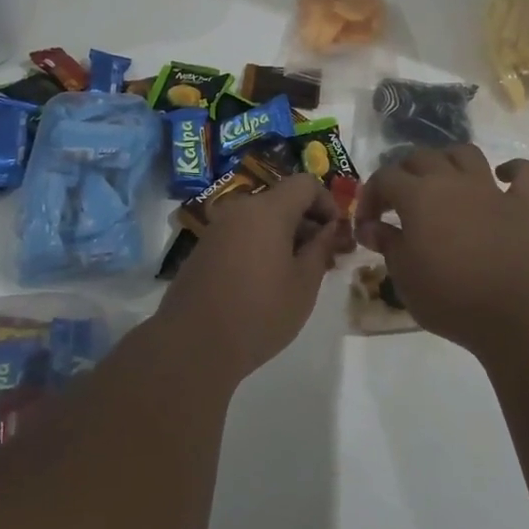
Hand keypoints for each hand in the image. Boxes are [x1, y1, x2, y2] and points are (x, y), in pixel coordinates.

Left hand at [158, 172, 354, 379]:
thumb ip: (321, 248)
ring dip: (285, 237)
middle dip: (308, 223)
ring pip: (262, 220)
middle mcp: (240, 210)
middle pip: (283, 201)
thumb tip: (328, 229)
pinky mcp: (204, 249)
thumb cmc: (259, 312)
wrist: (192, 345)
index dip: (328, 202)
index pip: (306, 183)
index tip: (337, 234)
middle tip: (325, 259)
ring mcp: (218, 229)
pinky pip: (242, 235)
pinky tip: (268, 282)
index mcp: (268, 210)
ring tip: (299, 275)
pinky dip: (262, 246)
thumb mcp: (304, 284)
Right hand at [354, 146, 528, 351]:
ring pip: (466, 153)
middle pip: (421, 157)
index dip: (370, 196)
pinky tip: (502, 178)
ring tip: (442, 181)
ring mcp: (490, 190)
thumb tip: (370, 227)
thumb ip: (387, 243)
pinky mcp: (523, 205)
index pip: (384, 178)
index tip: (367, 225)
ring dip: (449, 160)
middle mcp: (452, 181)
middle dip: (403, 173)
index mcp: (418, 195)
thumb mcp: (404, 275)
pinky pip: (524, 174)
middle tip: (398, 203)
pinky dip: (513, 170)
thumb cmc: (449, 296)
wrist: (515, 312)